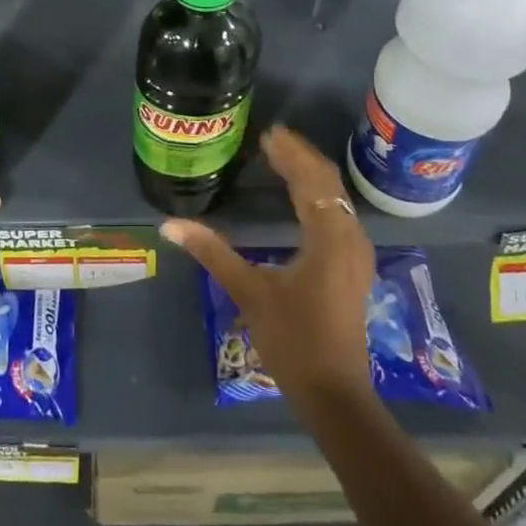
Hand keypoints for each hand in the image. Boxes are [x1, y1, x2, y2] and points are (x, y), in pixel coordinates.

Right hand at [161, 124, 373, 407]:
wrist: (333, 392)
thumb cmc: (292, 339)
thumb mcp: (249, 291)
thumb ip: (212, 252)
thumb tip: (170, 224)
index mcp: (329, 236)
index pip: (311, 180)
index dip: (290, 154)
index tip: (268, 133)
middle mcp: (350, 237)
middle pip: (328, 183)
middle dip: (301, 157)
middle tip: (273, 138)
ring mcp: (356, 253)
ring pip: (336, 199)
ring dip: (311, 175)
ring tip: (282, 158)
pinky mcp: (352, 267)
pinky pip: (338, 215)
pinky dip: (318, 196)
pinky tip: (300, 198)